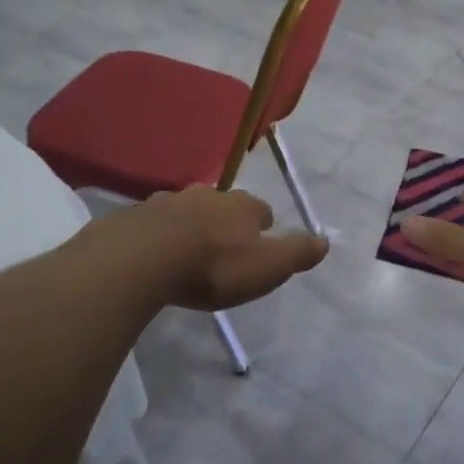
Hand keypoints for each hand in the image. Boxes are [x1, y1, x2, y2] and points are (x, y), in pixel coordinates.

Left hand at [123, 187, 327, 310]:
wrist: (144, 257)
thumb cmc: (214, 265)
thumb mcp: (267, 266)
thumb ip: (297, 253)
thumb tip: (326, 241)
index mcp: (242, 207)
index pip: (261, 210)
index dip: (263, 225)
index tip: (261, 240)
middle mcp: (208, 196)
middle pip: (224, 205)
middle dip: (227, 221)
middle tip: (226, 246)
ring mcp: (170, 203)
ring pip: (189, 210)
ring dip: (193, 225)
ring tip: (192, 248)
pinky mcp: (138, 217)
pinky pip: (157, 223)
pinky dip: (162, 234)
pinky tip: (159, 252)